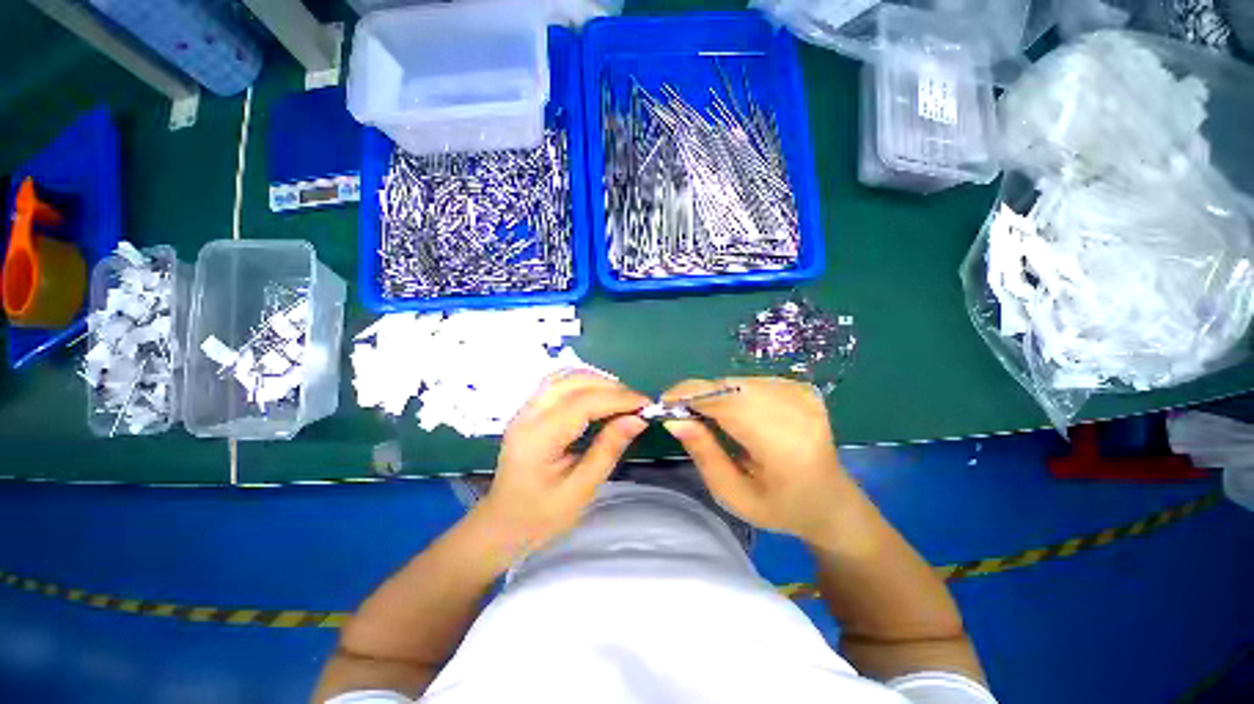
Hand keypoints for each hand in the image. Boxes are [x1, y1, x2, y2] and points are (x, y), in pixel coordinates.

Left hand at [477, 371, 648, 553]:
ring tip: (622, 398)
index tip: (646, 404)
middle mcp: (528, 414)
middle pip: (573, 381)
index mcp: (538, 438)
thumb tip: (637, 419)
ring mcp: (526, 409)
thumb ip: (608, 449)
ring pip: (565, 376)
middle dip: (610, 387)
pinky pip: (559, 383)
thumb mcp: (581, 490)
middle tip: (637, 403)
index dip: (618, 398)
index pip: (583, 403)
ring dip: (597, 381)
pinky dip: (584, 383)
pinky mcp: (530, 409)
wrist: (502, 523)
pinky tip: (599, 396)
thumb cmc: (541, 516)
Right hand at [662, 377, 849, 542]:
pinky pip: (751, 381)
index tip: (664, 403)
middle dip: (698, 395)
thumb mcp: (733, 494)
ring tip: (707, 417)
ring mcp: (801, 394)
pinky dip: (732, 393)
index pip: (726, 402)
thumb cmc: (780, 507)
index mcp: (782, 444)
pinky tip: (734, 414)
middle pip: (729, 386)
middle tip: (682, 414)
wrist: (831, 502)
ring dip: (714, 394)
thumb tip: (674, 419)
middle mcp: (795, 409)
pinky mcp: (801, 388)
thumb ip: (703, 453)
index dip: (690, 395)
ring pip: (738, 380)